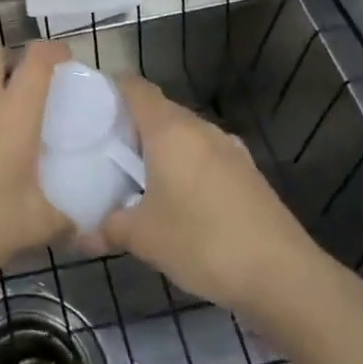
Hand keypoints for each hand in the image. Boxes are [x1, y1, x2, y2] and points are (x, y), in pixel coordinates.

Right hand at [100, 76, 325, 316]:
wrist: (283, 276)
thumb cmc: (203, 242)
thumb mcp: (144, 239)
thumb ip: (108, 229)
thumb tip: (79, 236)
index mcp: (170, 129)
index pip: (135, 87)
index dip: (111, 89)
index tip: (89, 108)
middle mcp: (200, 128)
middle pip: (159, 110)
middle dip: (132, 124)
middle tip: (105, 149)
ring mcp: (229, 149)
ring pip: (185, 134)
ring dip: (161, 148)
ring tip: (137, 176)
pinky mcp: (247, 174)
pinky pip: (206, 156)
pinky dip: (186, 166)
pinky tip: (179, 199)